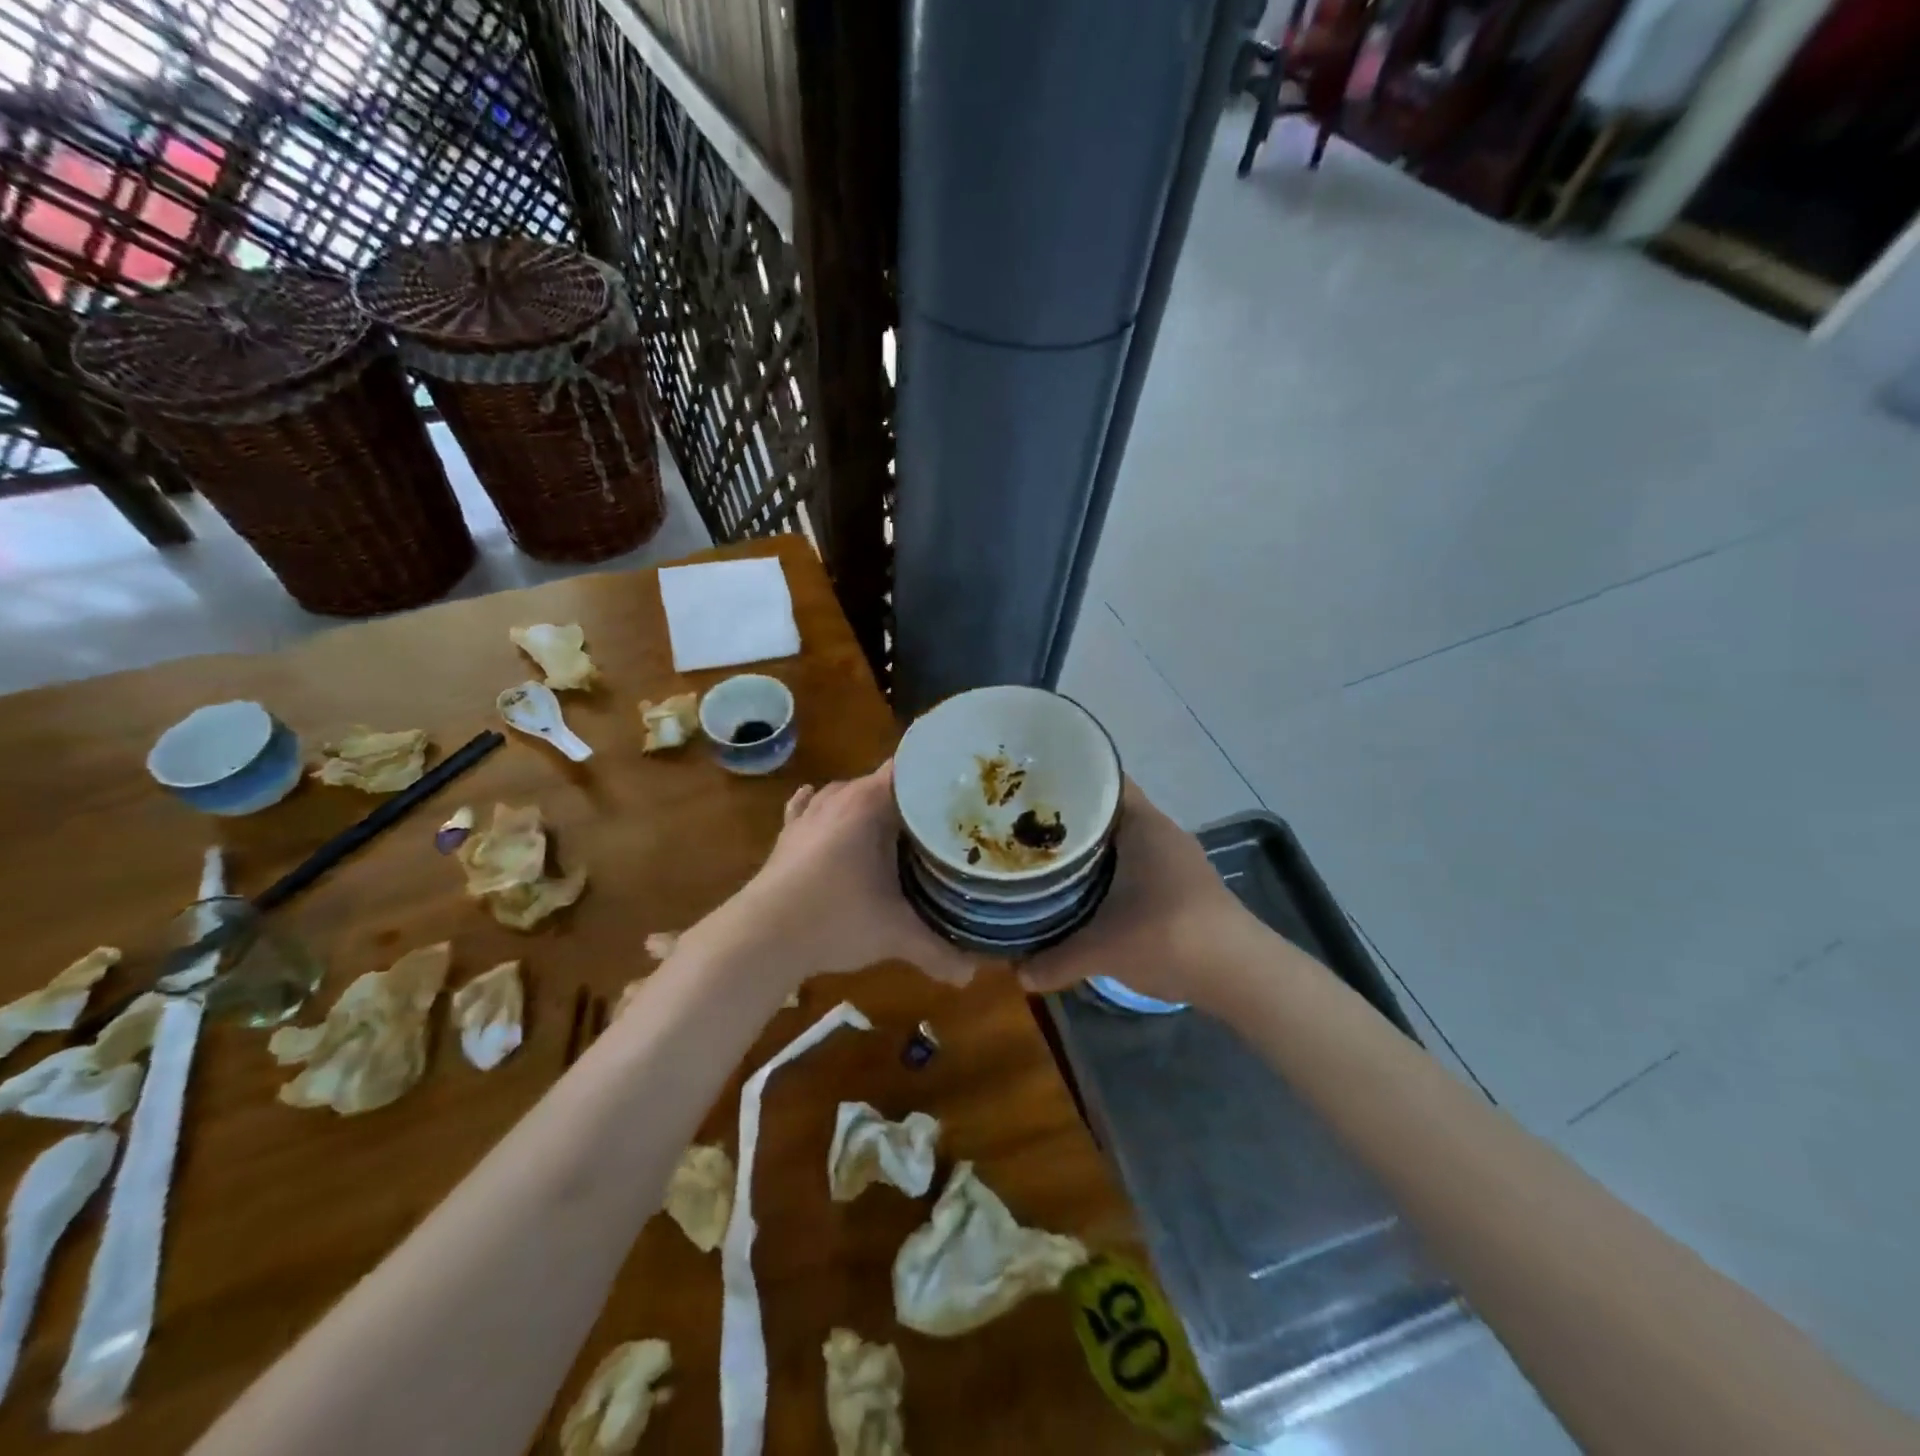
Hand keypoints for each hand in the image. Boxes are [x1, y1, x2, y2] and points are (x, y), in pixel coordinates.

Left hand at [697, 762, 977, 988]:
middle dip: (910, 798)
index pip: (910, 768)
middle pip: (883, 782)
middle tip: (941, 821)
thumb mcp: (895, 936)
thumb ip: (938, 952)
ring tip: (896, 824)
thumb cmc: (836, 920)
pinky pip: (810, 807)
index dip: (937, 777)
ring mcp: (809, 814)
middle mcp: (839, 797)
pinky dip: (825, 808)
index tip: (963, 794)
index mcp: (869, 804)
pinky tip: (829, 813)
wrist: (762, 937)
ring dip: (869, 804)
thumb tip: (972, 976)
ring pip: (847, 793)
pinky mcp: (787, 835)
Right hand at [1016, 779, 1264, 1009]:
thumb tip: (1017, 974)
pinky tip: (1087, 892)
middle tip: (1026, 827)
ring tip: (1049, 858)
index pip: (1104, 781)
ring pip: (1124, 841)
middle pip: (1109, 812)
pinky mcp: (1184, 886)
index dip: (1069, 781)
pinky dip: (1112, 872)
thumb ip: (1056, 959)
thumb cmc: (1167, 937)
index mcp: (1143, 824)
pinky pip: (1138, 864)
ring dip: (1093, 850)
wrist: (1240, 974)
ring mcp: (1177, 859)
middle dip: (1072, 820)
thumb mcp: (1102, 950)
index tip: (1031, 789)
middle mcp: (1162, 832)